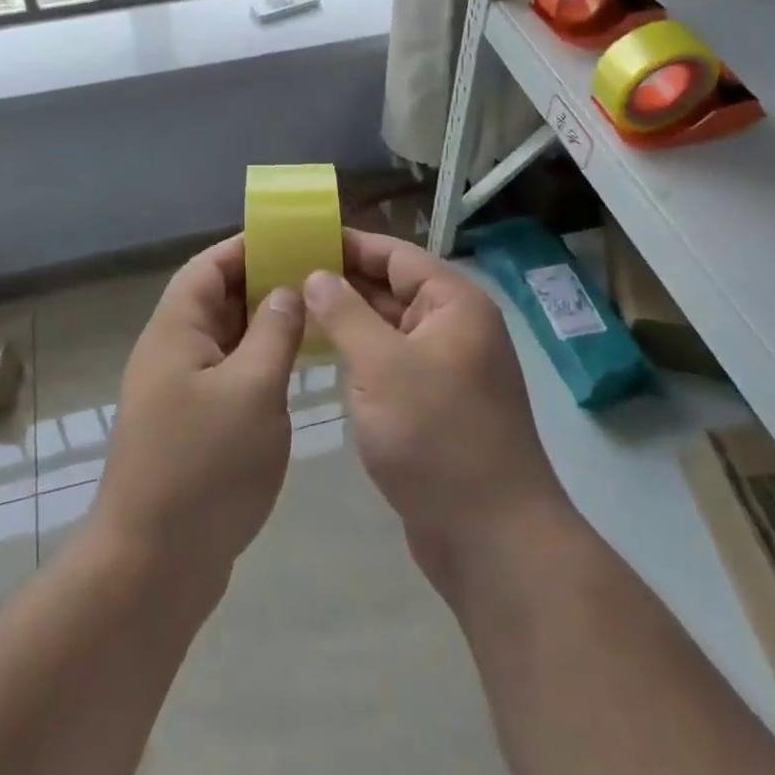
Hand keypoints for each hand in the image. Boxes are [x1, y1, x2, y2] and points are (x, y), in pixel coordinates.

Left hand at [91, 235, 303, 587]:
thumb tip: (287, 290)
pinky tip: (293, 369)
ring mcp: (179, 391)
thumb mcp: (252, 389)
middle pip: (216, 299)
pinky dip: (259, 362)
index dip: (246, 247)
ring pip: (225, 339)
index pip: (208, 267)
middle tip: (316, 277)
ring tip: (314, 315)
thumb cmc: (204, 467)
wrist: (152, 566)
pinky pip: (228, 374)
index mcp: (175, 331)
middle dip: (262, 282)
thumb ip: (274, 332)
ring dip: (263, 324)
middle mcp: (171, 352)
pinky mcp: (191, 425)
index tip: (292, 238)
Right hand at [304, 230, 568, 586]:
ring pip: (389, 329)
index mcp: (454, 304)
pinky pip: (391, 363)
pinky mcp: (435, 404)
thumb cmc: (436, 436)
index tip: (301, 237)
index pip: (396, 255)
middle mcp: (455, 327)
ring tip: (291, 310)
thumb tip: (316, 274)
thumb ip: (345, 314)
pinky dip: (359, 355)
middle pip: (392, 289)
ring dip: (347, 320)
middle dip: (341, 282)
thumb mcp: (381, 366)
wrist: (491, 537)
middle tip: (283, 275)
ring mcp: (447, 368)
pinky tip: (320, 356)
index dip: (349, 244)